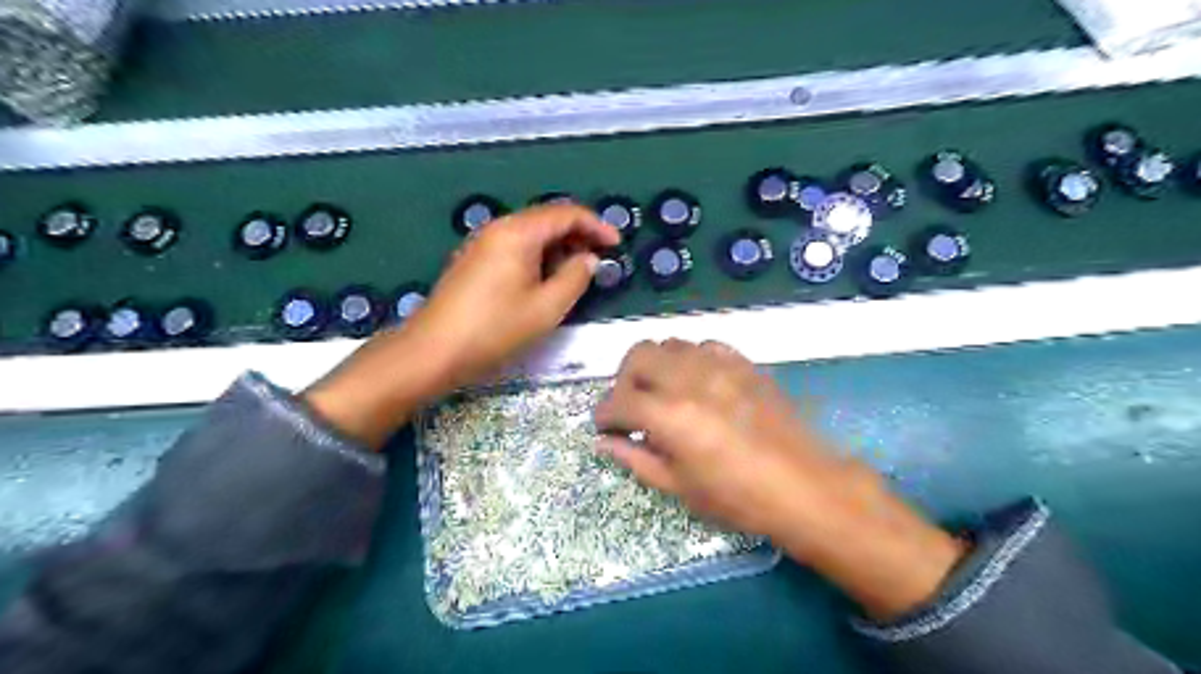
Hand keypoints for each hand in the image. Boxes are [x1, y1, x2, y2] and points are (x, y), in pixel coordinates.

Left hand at [305, 203, 618, 448]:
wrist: (433, 351)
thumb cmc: (494, 329)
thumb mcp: (546, 308)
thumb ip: (575, 278)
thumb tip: (589, 259)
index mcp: (518, 232)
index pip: (566, 213)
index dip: (596, 225)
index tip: (616, 244)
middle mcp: (498, 228)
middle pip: (547, 219)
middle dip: (578, 235)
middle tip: (599, 260)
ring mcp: (482, 243)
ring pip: (531, 234)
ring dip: (558, 247)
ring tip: (577, 273)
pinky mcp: (474, 260)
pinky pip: (515, 247)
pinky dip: (538, 256)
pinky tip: (546, 280)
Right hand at [595, 343, 967, 621]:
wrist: (804, 486)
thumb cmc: (738, 497)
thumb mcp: (679, 487)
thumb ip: (636, 458)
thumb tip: (605, 442)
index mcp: (670, 416)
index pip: (618, 400)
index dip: (604, 413)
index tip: (605, 425)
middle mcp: (689, 380)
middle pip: (638, 355)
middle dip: (624, 379)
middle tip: (630, 404)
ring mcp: (720, 366)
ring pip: (671, 344)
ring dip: (656, 365)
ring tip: (662, 391)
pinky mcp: (744, 364)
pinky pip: (705, 345)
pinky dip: (690, 359)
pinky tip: (696, 381)